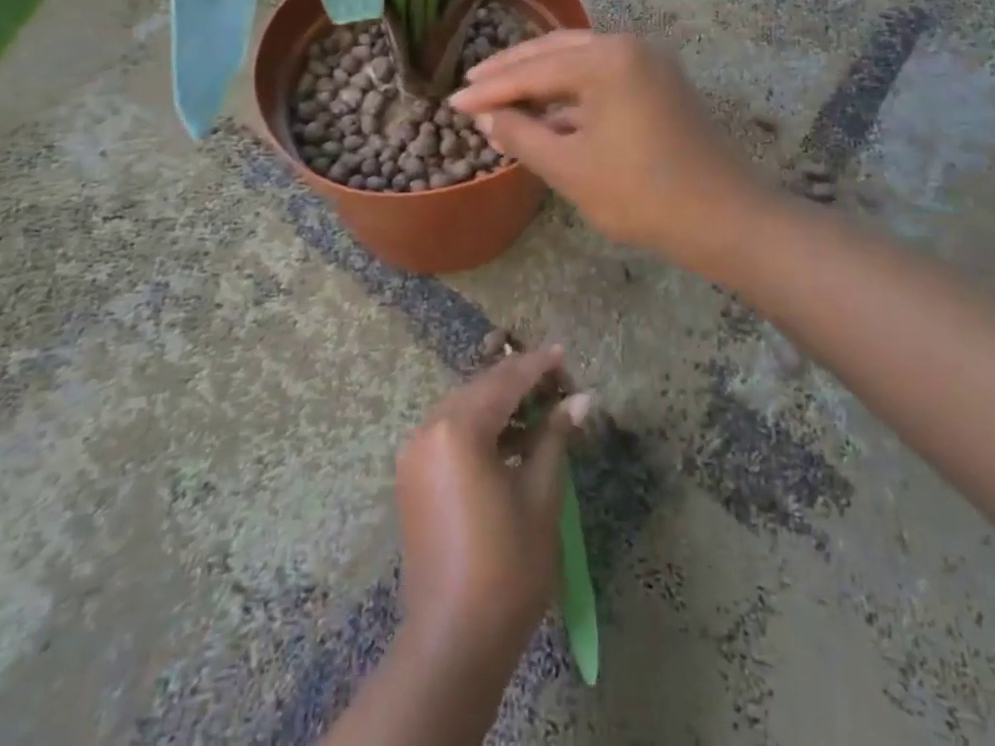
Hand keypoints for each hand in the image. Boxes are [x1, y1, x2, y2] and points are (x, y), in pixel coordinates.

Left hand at [395, 346, 591, 661]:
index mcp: (457, 429)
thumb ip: (554, 437)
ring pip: (463, 410)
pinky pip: (450, 434)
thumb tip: (582, 399)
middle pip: (480, 390)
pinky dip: (480, 430)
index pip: (504, 382)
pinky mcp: (412, 477)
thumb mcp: (540, 496)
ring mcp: (414, 454)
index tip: (563, 354)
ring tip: (540, 409)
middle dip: (518, 383)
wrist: (452, 642)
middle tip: (557, 382)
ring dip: (499, 406)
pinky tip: (510, 440)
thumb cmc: (507, 567)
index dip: (536, 366)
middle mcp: (428, 429)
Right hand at [450, 31, 764, 259]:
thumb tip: (486, 118)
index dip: (490, 89)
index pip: (534, 70)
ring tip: (501, 95)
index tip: (452, 102)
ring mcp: (649, 63)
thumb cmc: (641, 194)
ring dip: (541, 79)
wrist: (726, 219)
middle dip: (512, 70)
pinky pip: (603, 78)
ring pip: (580, 63)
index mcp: (607, 59)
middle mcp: (629, 47)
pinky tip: (546, 114)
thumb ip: (520, 136)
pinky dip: (571, 94)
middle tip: (472, 83)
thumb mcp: (569, 168)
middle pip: (556, 51)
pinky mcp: (660, 84)